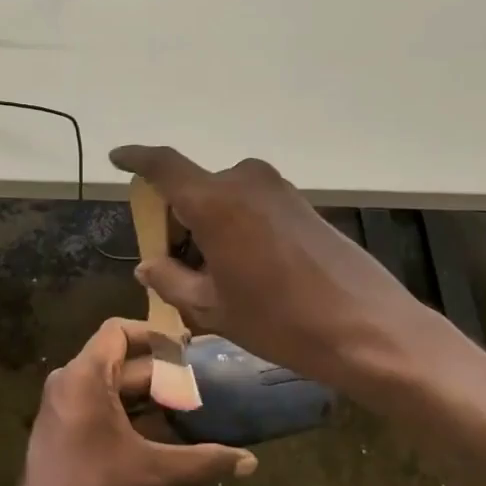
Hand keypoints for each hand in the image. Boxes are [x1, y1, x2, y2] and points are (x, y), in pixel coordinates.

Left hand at [12, 318, 255, 485]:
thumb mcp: (153, 472)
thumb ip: (202, 461)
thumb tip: (250, 462)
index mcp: (86, 375)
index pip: (119, 331)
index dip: (154, 335)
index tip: (187, 350)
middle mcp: (71, 381)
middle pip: (121, 360)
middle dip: (161, 373)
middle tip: (200, 386)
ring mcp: (64, 405)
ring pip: (112, 385)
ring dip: (147, 396)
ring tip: (187, 408)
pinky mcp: (63, 428)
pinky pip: (100, 404)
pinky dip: (130, 412)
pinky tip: (161, 434)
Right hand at [110, 146, 458, 392]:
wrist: (368, 327)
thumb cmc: (280, 320)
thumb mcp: (213, 308)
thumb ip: (170, 279)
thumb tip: (148, 264)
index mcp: (215, 201)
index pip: (163, 166)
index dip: (136, 159)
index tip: (117, 158)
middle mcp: (244, 181)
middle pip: (193, 189)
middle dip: (175, 220)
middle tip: (172, 265)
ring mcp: (277, 189)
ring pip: (222, 198)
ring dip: (206, 226)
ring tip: (213, 277)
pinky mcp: (300, 202)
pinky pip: (249, 205)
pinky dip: (234, 226)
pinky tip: (245, 269)